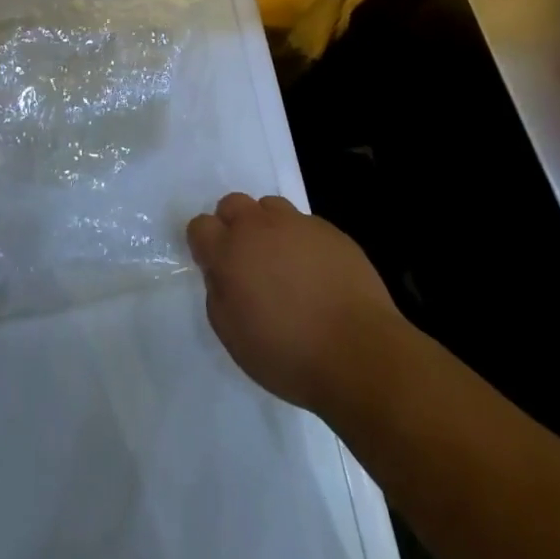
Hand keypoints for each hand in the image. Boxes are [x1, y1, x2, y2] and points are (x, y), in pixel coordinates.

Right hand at [186, 192, 402, 416]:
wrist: (359, 352)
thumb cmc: (289, 354)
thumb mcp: (234, 337)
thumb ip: (218, 294)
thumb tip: (221, 273)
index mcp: (230, 251)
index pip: (200, 225)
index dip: (204, 245)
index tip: (215, 266)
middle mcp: (259, 226)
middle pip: (232, 204)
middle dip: (232, 226)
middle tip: (247, 262)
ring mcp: (297, 223)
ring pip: (270, 208)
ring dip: (268, 228)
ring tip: (283, 264)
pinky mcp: (329, 230)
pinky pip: (304, 225)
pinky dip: (302, 242)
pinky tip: (316, 274)